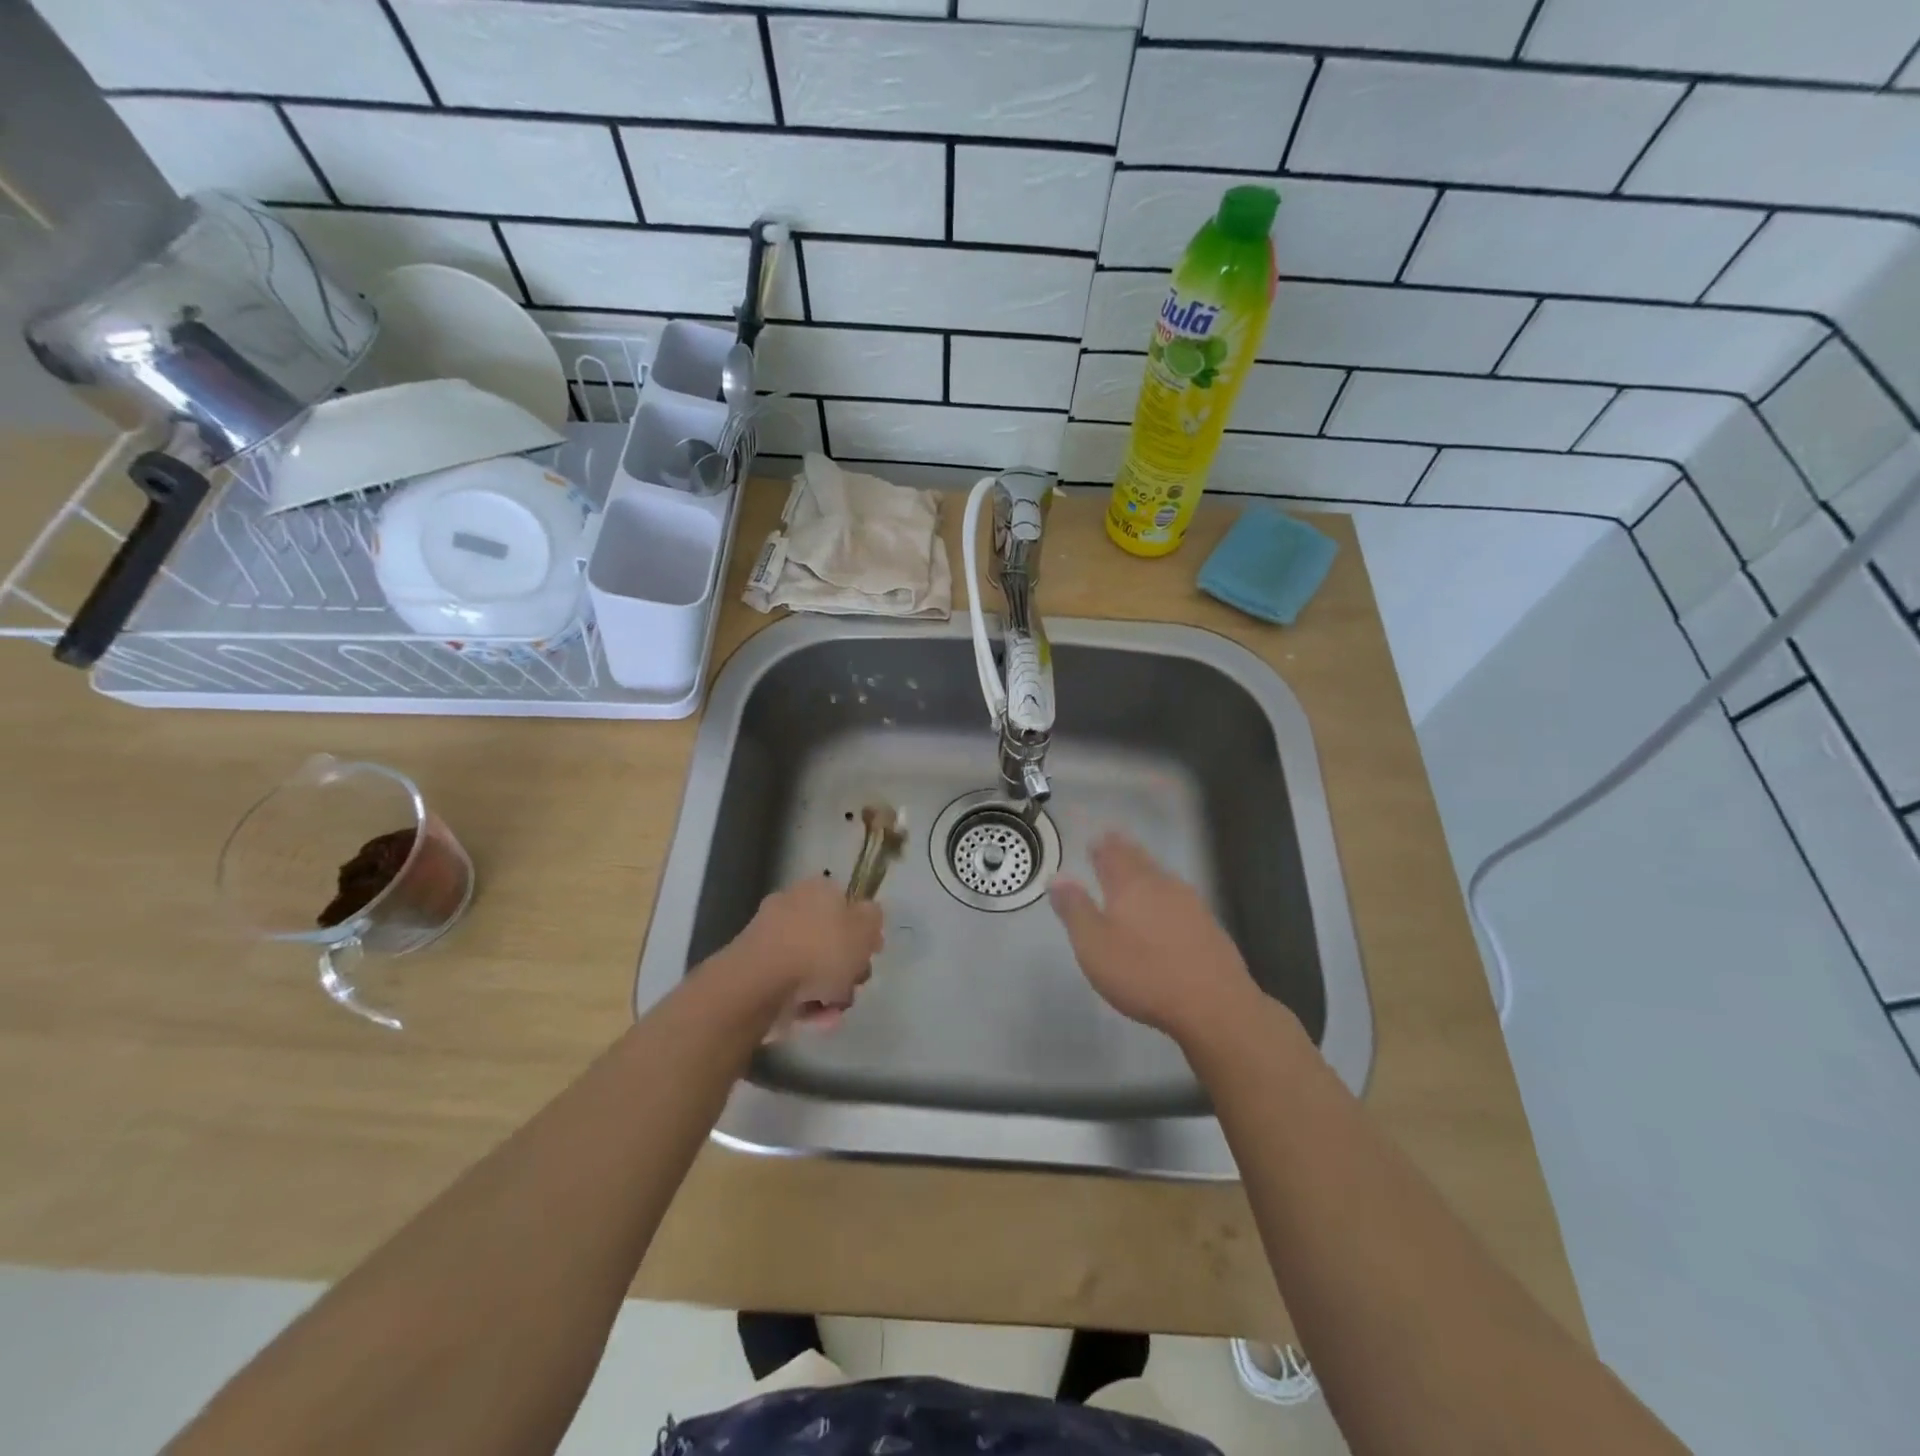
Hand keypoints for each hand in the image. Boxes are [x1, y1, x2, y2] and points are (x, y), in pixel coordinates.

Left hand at [732, 878, 882, 1036]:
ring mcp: (769, 939)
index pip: (846, 903)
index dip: (863, 929)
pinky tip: (815, 1018)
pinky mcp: (754, 971)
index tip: (871, 952)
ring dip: (828, 989)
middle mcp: (791, 906)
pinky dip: (804, 1002)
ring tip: (834, 1010)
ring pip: (810, 965)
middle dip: (845, 965)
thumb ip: (873, 918)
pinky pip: (789, 986)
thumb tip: (867, 915)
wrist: (757, 984)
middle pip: (829, 937)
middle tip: (855, 983)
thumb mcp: (864, 928)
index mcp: (817, 889)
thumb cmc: (819, 950)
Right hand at [1050, 832, 1260, 1046]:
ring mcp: (1191, 904)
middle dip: (1125, 851)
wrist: (1214, 1005)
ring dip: (1146, 872)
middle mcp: (1162, 885)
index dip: (1103, 845)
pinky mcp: (1209, 927)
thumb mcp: (1093, 945)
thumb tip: (1057, 876)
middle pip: (1140, 860)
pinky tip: (1166, 911)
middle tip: (1114, 843)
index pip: (1113, 854)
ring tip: (1136, 874)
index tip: (1096, 838)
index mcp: (1130, 885)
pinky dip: (1165, 897)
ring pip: (1162, 878)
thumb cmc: (1143, 973)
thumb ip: (1074, 909)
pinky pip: (1179, 900)